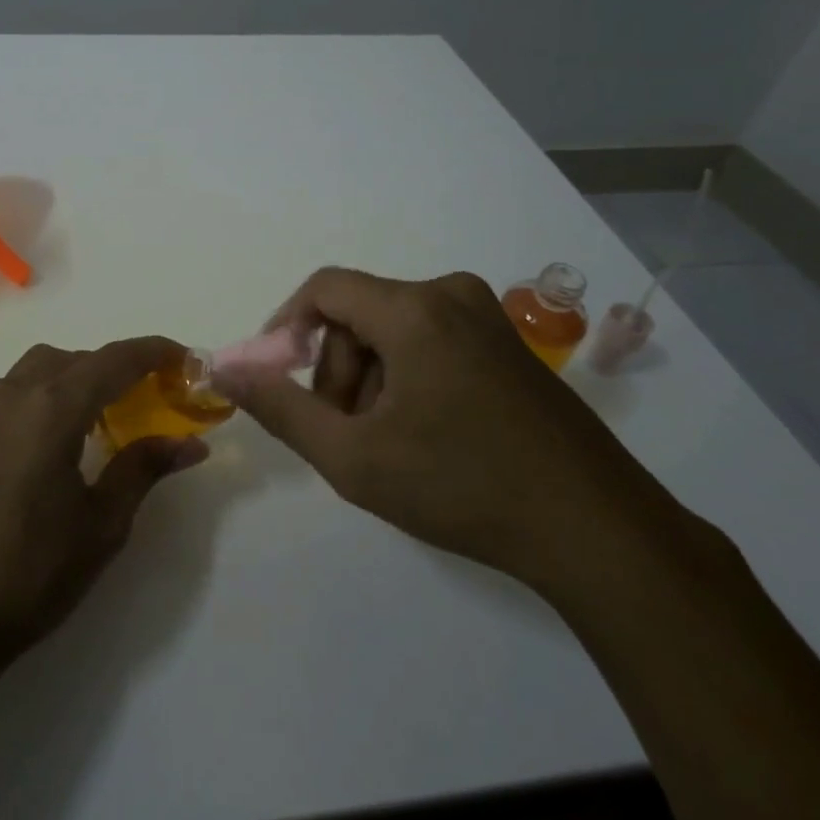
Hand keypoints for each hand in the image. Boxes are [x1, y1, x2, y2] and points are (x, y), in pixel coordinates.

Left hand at [0, 337, 208, 664]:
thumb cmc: (28, 572)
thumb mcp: (101, 525)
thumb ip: (143, 469)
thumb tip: (190, 443)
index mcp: (52, 407)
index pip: (115, 359)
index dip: (156, 352)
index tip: (189, 360)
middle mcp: (15, 395)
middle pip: (77, 357)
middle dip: (119, 366)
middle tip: (154, 395)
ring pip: (42, 369)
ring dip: (81, 376)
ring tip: (110, 415)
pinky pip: (19, 393)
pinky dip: (51, 395)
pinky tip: (64, 441)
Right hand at [211, 268, 672, 588]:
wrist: (597, 531)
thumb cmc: (464, 487)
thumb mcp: (354, 457)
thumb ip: (280, 408)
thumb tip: (222, 369)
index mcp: (415, 309)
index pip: (323, 288)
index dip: (286, 327)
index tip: (278, 379)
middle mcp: (451, 294)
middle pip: (359, 314)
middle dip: (337, 370)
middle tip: (345, 433)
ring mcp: (487, 318)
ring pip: (394, 330)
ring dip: (372, 380)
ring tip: (389, 444)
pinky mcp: (508, 344)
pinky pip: (431, 341)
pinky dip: (408, 378)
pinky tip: (427, 435)